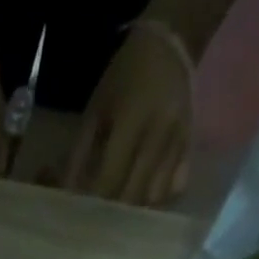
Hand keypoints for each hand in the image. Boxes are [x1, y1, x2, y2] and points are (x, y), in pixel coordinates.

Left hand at [63, 25, 191, 204]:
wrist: (171, 44)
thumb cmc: (124, 76)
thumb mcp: (96, 110)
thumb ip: (80, 153)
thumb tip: (68, 193)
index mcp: (134, 120)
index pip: (111, 177)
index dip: (95, 201)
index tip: (82, 215)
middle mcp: (160, 134)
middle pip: (134, 194)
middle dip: (114, 210)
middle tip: (100, 215)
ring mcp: (179, 142)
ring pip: (155, 197)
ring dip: (136, 206)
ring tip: (121, 204)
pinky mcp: (190, 146)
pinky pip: (175, 186)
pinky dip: (158, 195)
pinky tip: (145, 191)